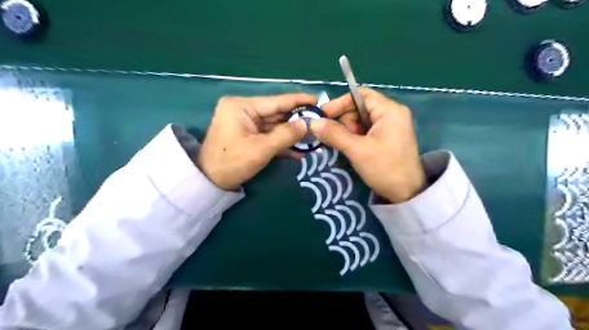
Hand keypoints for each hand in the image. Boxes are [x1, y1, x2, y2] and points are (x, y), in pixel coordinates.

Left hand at [198, 94, 317, 188]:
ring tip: (311, 138)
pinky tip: (298, 150)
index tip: (317, 100)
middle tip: (317, 124)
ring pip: (274, 126)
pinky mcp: (247, 134)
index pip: (276, 101)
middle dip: (296, 121)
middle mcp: (243, 110)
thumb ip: (285, 135)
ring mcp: (245, 122)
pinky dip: (281, 142)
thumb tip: (306, 124)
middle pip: (276, 113)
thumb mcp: (261, 149)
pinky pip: (268, 135)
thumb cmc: (232, 162)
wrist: (210, 182)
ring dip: (291, 134)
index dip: (298, 101)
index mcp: (241, 106)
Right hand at [310, 88, 426, 202]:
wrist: (406, 194)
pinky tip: (350, 148)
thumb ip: (334, 134)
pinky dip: (355, 137)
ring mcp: (390, 127)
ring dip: (348, 131)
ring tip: (344, 146)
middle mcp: (391, 114)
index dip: (340, 102)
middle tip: (333, 136)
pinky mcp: (387, 138)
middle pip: (360, 108)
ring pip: (361, 121)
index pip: (361, 95)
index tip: (323, 115)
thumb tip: (313, 122)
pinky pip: (366, 131)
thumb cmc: (385, 168)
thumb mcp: (357, 150)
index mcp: (389, 110)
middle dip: (344, 120)